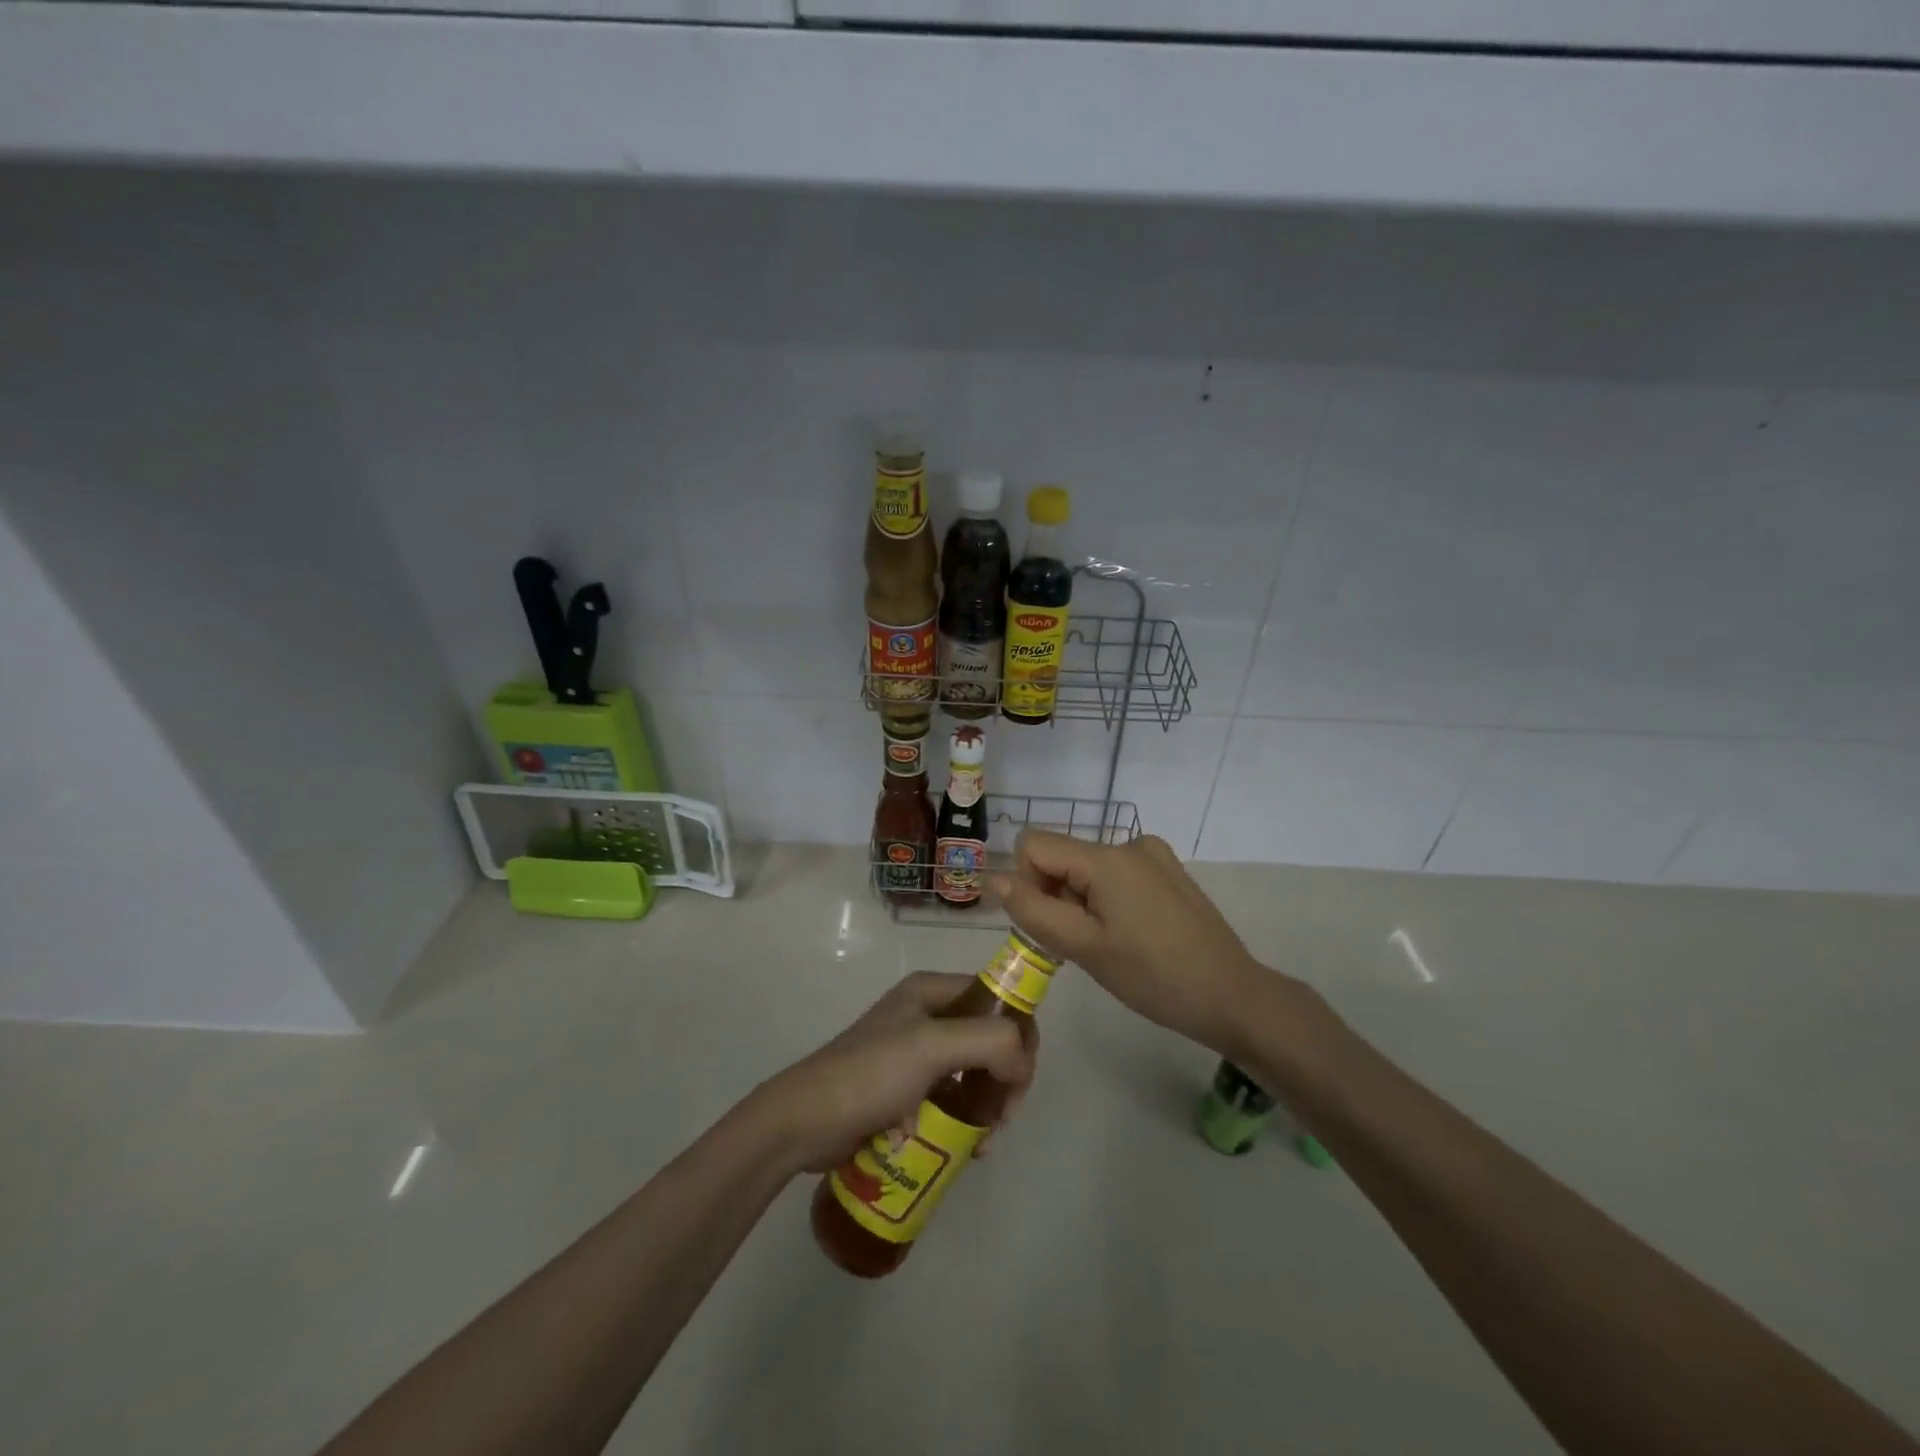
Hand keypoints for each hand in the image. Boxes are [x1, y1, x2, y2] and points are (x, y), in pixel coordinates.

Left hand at [752, 972, 1038, 1175]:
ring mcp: (916, 1054)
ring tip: (984, 1140)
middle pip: (990, 1037)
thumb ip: (989, 1041)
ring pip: (974, 1072)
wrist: (805, 1121)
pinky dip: (966, 1121)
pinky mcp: (907, 1090)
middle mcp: (927, 1015)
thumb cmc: (870, 1074)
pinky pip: (952, 1099)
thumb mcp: (932, 1046)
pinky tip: (968, 1149)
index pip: (997, 997)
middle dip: (1006, 1075)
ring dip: (988, 1105)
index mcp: (932, 990)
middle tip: (1003, 1116)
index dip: (1019, 1031)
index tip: (1021, 1076)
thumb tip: (1021, 1064)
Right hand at [991, 829, 1273, 1054]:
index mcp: (1106, 856)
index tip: (1049, 925)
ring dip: (1080, 902)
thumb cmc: (1153, 976)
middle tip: (1080, 945)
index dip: (1026, 883)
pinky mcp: (1168, 873)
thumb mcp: (1084, 948)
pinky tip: (1130, 936)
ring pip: (1086, 869)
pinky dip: (1106, 900)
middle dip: (1056, 896)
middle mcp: (1129, 843)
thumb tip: (992, 878)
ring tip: (1109, 945)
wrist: (1232, 996)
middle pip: (1061, 857)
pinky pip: (1115, 875)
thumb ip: (1033, 910)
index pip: (1033, 845)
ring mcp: (1153, 856)